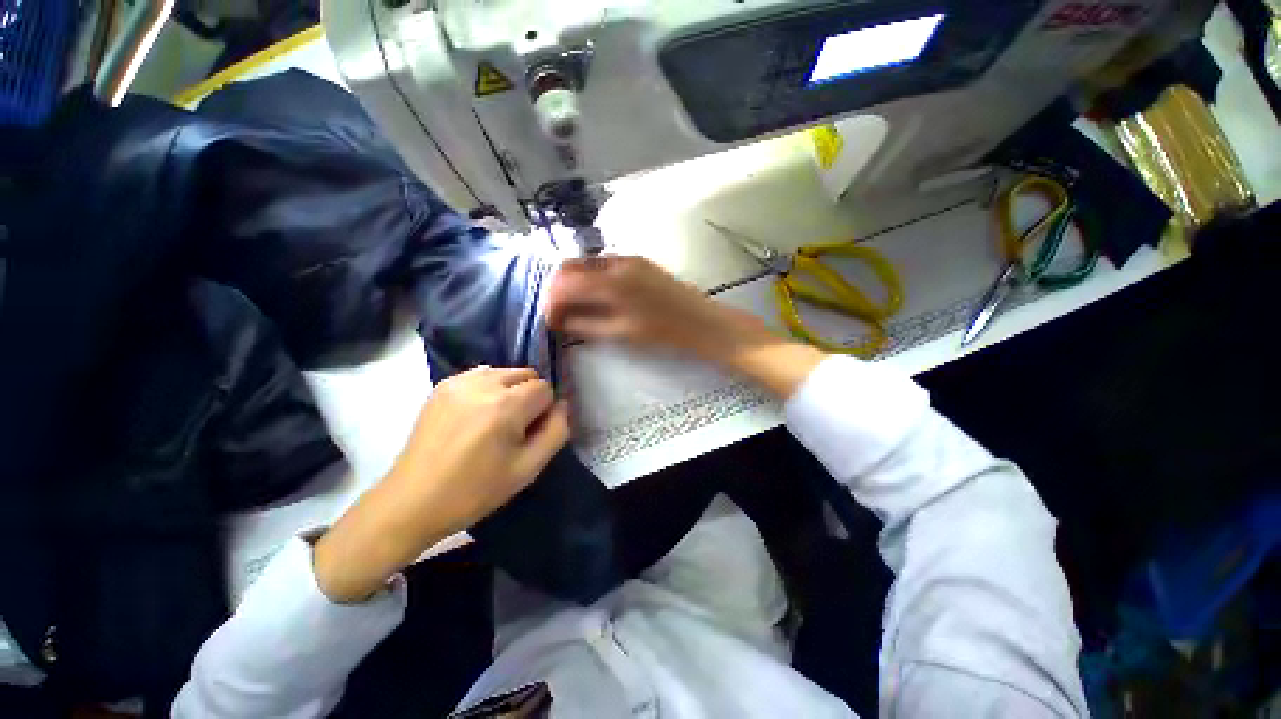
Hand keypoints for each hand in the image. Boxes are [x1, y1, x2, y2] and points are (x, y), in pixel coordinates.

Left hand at [313, 367, 568, 602]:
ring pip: (504, 372)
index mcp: (506, 406)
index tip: (531, 433)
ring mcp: (459, 382)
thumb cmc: (476, 490)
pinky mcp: (442, 386)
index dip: (544, 411)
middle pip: (526, 374)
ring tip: (494, 420)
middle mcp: (484, 384)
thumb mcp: (528, 469)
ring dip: (510, 390)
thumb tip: (563, 405)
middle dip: (530, 396)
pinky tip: (476, 414)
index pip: (545, 388)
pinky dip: (489, 388)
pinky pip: (481, 375)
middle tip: (515, 428)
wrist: (413, 501)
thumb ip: (556, 431)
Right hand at [546, 256, 760, 359]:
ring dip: (573, 283)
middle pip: (569, 267)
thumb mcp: (620, 333)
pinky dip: (590, 278)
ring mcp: (627, 258)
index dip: (550, 303)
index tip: (550, 321)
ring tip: (576, 308)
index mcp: (609, 282)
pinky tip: (596, 297)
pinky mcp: (637, 261)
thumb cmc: (663, 332)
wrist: (701, 322)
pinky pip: (602, 264)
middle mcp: (614, 262)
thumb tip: (559, 321)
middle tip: (559, 314)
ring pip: (585, 263)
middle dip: (557, 290)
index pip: (563, 284)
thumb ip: (585, 324)